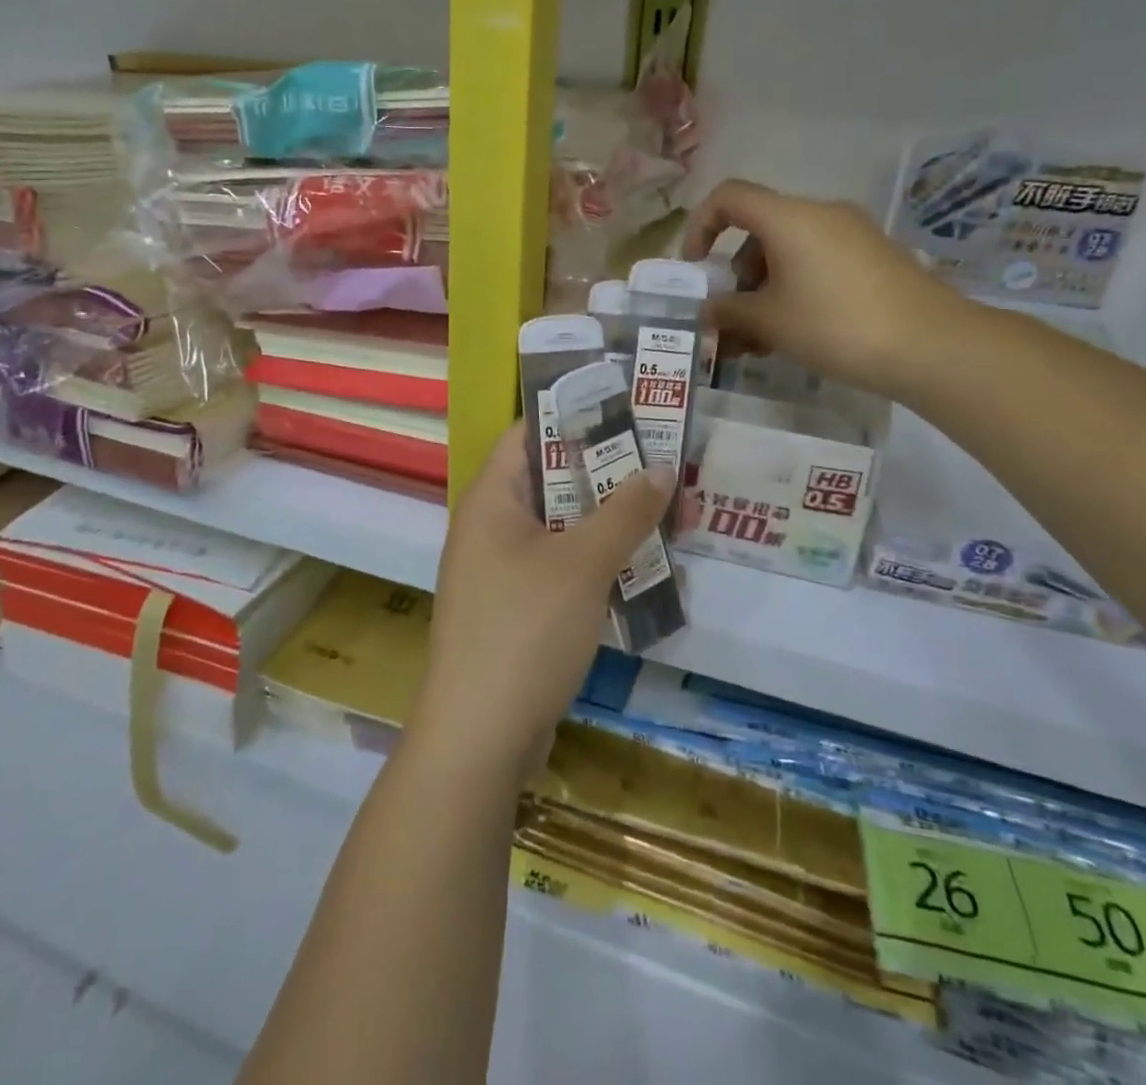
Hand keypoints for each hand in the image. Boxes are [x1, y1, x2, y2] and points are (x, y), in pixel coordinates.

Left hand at [413, 423, 674, 780]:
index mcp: (491, 498)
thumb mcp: (583, 563)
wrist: (479, 737)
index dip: (575, 414)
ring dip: (608, 520)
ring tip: (665, 508)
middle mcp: (490, 526)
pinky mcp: (516, 610)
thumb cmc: (525, 630)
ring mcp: (500, 571)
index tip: (628, 407)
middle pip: (551, 480)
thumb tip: (661, 465)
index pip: (529, 432)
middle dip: (606, 471)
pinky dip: (597, 562)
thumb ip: (625, 511)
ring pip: (561, 528)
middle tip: (662, 459)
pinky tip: (642, 567)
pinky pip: (561, 569)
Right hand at [682, 178, 968, 400]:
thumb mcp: (769, 322)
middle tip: (729, 318)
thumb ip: (727, 311)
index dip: (700, 226)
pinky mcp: (873, 257)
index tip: (695, 267)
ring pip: (788, 251)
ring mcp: (852, 234)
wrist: (932, 345)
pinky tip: (793, 333)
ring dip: (763, 288)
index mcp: (789, 218)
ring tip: (758, 339)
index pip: (728, 197)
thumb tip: (707, 309)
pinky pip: (817, 262)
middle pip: (759, 230)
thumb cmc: (835, 325)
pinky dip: (793, 289)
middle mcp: (820, 214)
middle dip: (734, 273)